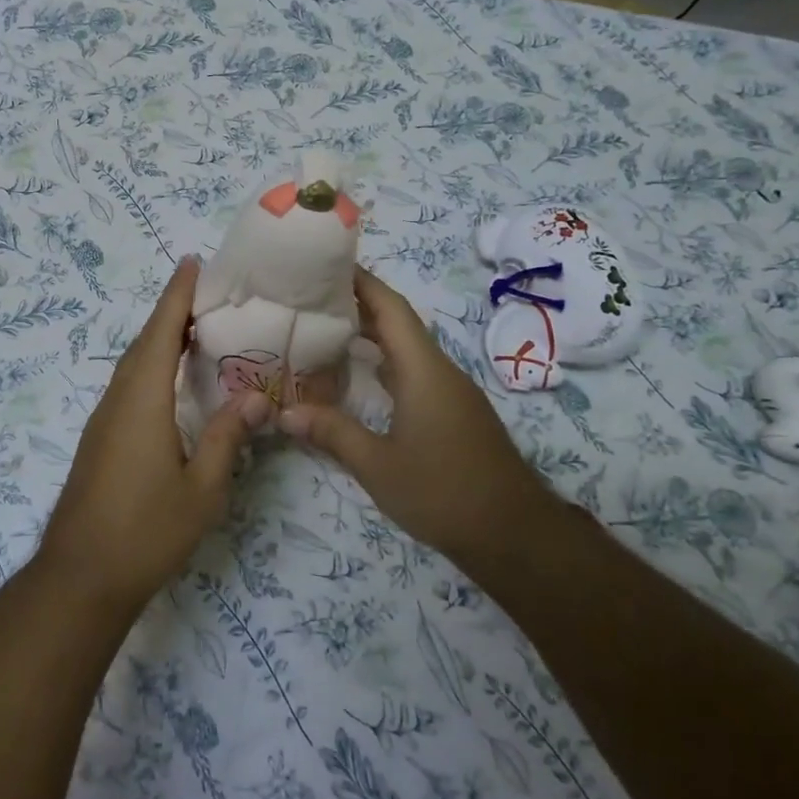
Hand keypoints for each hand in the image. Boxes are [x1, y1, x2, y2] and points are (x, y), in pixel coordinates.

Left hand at [36, 258, 265, 613]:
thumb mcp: (202, 489)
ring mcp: (103, 422)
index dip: (177, 297)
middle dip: (171, 312)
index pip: (161, 334)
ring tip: (194, 327)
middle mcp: (117, 402)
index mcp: (142, 402)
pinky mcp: (100, 441)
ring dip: (159, 339)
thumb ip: (227, 437)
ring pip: (132, 366)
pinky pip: (128, 386)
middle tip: (205, 291)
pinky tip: (169, 381)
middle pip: (144, 344)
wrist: (80, 577)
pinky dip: (150, 367)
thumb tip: (255, 397)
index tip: (192, 263)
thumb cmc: (146, 532)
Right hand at [279, 268, 560, 560]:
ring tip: (325, 329)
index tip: (325, 264)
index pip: (390, 309)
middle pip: (398, 323)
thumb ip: (332, 433)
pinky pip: (414, 371)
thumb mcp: (378, 466)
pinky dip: (384, 362)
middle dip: (358, 305)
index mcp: (423, 370)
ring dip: (370, 334)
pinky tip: (358, 375)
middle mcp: (439, 371)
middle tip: (310, 298)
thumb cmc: (443, 493)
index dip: (360, 282)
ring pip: (406, 348)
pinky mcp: (454, 412)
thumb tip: (284, 413)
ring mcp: (451, 391)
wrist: (513, 533)